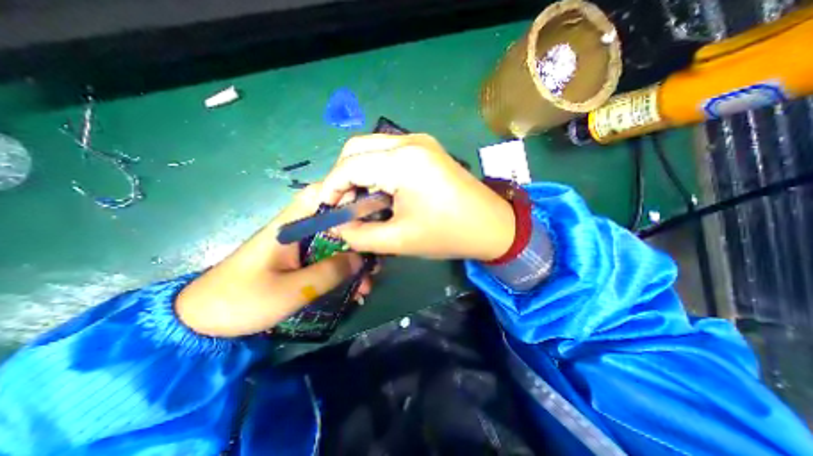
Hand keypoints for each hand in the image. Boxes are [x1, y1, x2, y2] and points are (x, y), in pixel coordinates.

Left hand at [176, 183, 371, 336]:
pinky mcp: (298, 262)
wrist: (203, 324)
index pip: (319, 195)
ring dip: (353, 261)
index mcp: (290, 226)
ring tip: (367, 284)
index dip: (345, 195)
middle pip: (335, 222)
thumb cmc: (242, 301)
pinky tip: (353, 291)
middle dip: (358, 238)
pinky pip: (327, 260)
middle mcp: (297, 231)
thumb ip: (329, 272)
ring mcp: (298, 248)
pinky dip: (341, 271)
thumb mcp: (292, 290)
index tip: (370, 210)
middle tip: (375, 258)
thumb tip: (360, 259)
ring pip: (335, 244)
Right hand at [319, 134, 512, 260]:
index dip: (330, 187)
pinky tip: (381, 192)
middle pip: (356, 148)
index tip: (325, 210)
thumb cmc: (448, 234)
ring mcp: (420, 141)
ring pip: (372, 148)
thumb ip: (360, 235)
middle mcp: (409, 141)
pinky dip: (376, 170)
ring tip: (361, 201)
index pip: (349, 166)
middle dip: (342, 176)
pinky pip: (389, 152)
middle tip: (343, 205)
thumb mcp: (399, 240)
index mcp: (403, 161)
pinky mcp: (427, 148)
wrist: (493, 225)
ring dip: (359, 172)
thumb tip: (336, 226)